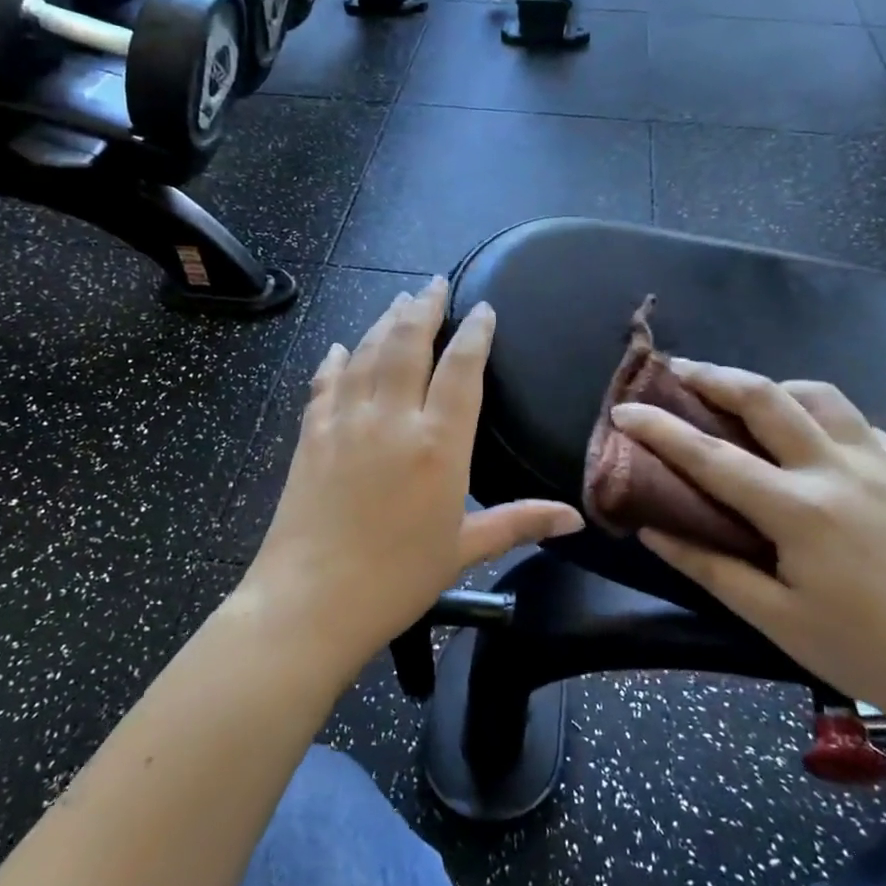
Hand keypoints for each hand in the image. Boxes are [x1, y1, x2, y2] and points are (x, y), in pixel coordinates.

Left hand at [229, 277, 582, 684]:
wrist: (310, 601)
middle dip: (424, 309)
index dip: (474, 333)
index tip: (482, 309)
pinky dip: (335, 361)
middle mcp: (393, 419)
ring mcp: (346, 422)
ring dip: (384, 322)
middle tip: (435, 284)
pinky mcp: (311, 435)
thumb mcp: (464, 550)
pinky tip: (339, 348)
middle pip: (408, 345)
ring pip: (367, 354)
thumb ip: (519, 522)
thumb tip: (575, 518)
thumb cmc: (397, 579)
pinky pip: (325, 384)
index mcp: (439, 444)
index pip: (461, 370)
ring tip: (399, 301)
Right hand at [611, 362, 885, 732]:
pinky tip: (805, 434)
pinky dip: (815, 411)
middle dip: (712, 376)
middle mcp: (838, 469)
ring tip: (740, 398)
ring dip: (769, 385)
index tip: (624, 410)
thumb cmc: (865, 652)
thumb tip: (651, 528)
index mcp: (799, 510)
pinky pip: (852, 419)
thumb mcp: (774, 618)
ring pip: (816, 393)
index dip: (660, 429)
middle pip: (765, 397)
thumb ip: (707, 565)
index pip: (711, 456)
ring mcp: (880, 461)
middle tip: (676, 371)